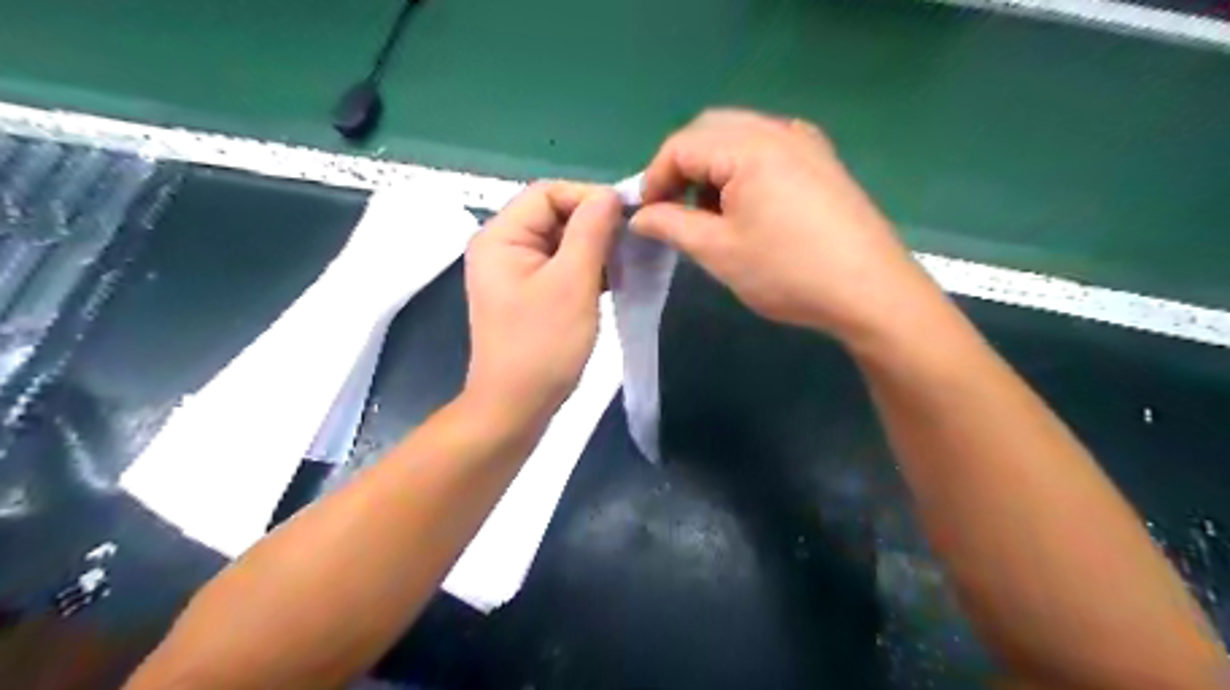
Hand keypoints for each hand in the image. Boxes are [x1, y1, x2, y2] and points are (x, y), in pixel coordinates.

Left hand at [462, 181, 619, 429]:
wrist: (516, 407)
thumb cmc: (543, 345)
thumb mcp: (573, 283)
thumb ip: (591, 231)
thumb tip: (611, 195)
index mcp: (501, 236)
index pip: (549, 193)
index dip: (589, 198)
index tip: (628, 220)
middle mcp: (502, 246)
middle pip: (554, 215)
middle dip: (595, 225)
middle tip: (632, 244)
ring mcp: (514, 272)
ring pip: (561, 241)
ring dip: (594, 249)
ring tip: (627, 264)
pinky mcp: (528, 293)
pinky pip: (560, 266)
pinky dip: (586, 269)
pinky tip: (612, 281)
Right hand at [627, 111, 937, 344]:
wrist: (870, 292)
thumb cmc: (787, 272)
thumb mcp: (718, 251)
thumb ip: (671, 225)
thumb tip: (641, 215)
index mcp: (749, 146)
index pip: (680, 145)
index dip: (654, 178)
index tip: (648, 216)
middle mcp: (778, 130)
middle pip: (710, 131)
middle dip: (682, 168)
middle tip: (674, 211)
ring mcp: (806, 143)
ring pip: (739, 138)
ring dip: (712, 169)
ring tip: (711, 216)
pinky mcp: (822, 162)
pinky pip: (768, 150)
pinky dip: (743, 170)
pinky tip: (747, 208)